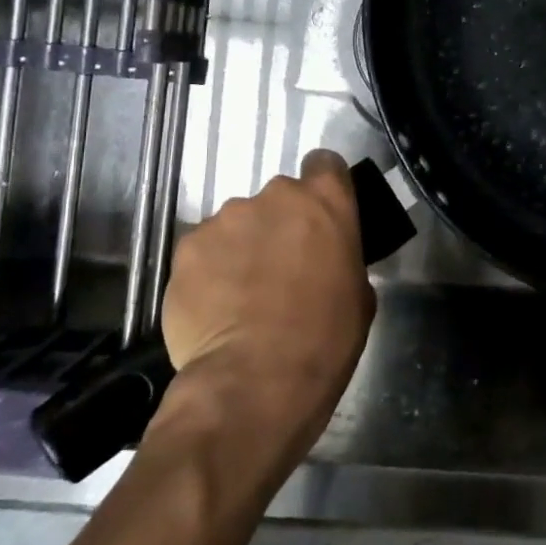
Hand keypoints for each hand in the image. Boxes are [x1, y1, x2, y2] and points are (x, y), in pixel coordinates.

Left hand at [159, 149, 374, 448]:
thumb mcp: (359, 295)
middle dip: (278, 226)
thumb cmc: (325, 339)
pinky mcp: (186, 248)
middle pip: (277, 199)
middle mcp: (274, 196)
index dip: (322, 187)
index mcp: (325, 201)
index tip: (319, 217)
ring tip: (240, 297)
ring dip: (241, 249)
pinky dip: (209, 273)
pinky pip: (203, 252)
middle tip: (280, 270)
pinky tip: (214, 310)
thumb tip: (324, 261)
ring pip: (236, 225)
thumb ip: (340, 258)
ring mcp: (225, 219)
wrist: (256, 380)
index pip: (325, 164)